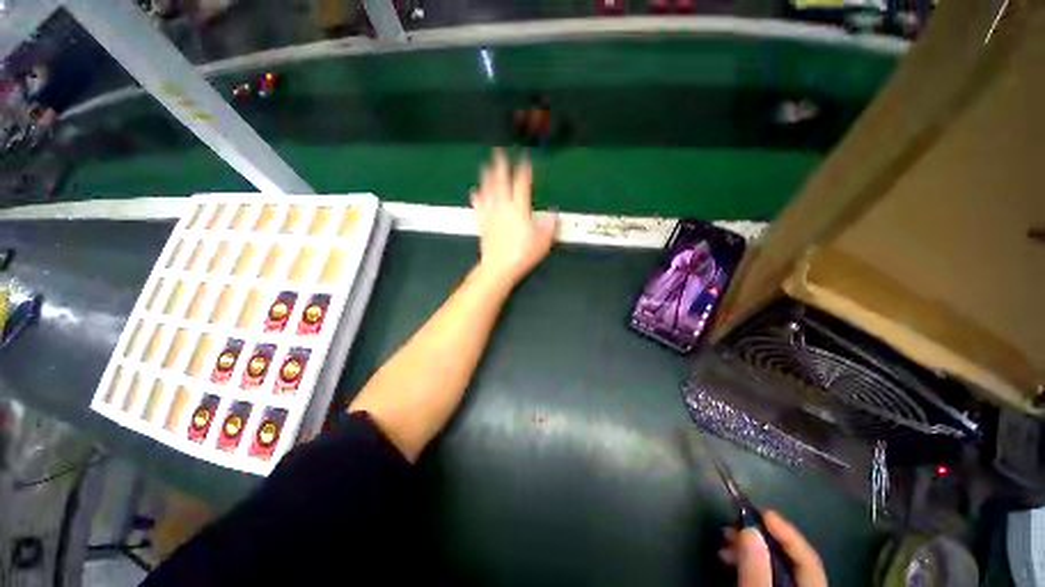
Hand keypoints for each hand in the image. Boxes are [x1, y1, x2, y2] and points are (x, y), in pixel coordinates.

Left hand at [471, 149, 556, 285]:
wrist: (499, 267)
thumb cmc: (522, 255)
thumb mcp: (543, 242)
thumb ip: (550, 226)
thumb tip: (554, 214)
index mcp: (518, 209)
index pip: (522, 184)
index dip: (524, 170)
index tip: (525, 160)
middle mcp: (503, 207)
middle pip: (501, 181)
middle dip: (500, 165)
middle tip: (499, 152)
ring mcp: (490, 214)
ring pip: (487, 190)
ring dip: (487, 176)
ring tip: (486, 165)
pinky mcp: (482, 223)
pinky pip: (478, 206)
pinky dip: (476, 197)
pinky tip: (475, 191)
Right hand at [721, 511, 828, 586]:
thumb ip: (757, 568)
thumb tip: (750, 528)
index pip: (807, 556)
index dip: (787, 532)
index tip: (763, 512)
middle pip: (787, 558)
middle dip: (759, 537)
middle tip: (733, 525)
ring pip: (772, 564)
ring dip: (748, 548)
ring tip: (725, 541)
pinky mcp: (770, 586)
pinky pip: (763, 572)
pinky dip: (747, 562)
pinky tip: (729, 557)